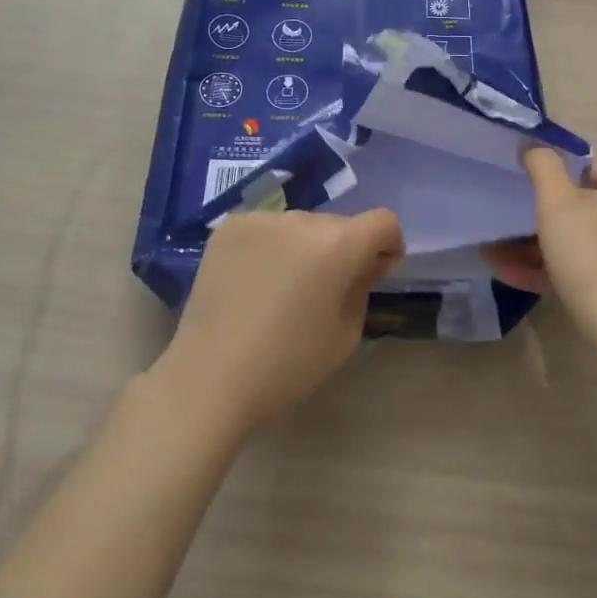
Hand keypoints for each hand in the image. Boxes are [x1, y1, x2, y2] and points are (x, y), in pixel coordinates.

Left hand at [156, 208, 404, 434]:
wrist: (208, 378)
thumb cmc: (287, 365)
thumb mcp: (345, 335)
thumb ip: (363, 287)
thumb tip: (364, 264)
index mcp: (337, 244)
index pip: (383, 221)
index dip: (388, 245)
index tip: (375, 272)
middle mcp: (301, 219)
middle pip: (339, 224)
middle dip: (344, 249)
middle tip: (327, 289)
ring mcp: (260, 219)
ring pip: (301, 224)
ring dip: (306, 246)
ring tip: (285, 287)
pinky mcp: (228, 227)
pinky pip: (267, 228)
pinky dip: (272, 247)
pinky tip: (255, 280)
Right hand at [484, 150, 596, 360]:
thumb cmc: (592, 261)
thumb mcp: (558, 206)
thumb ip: (544, 169)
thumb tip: (535, 147)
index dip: (578, 163)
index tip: (545, 174)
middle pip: (590, 206)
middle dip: (546, 210)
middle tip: (514, 214)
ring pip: (579, 243)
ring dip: (537, 244)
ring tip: (496, 250)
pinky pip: (581, 273)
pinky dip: (548, 270)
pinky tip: (510, 274)